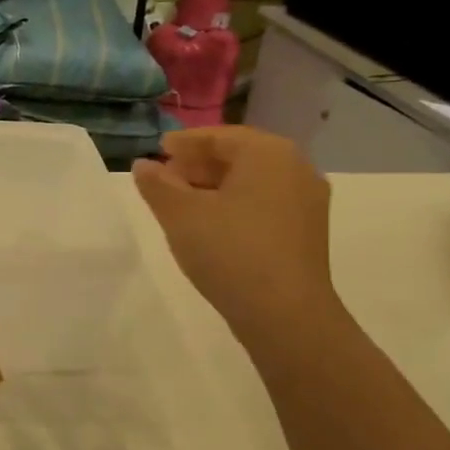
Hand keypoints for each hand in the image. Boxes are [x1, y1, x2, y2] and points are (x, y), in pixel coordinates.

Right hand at [132, 127, 341, 340]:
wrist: (284, 313)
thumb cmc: (229, 251)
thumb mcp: (180, 214)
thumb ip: (157, 184)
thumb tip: (143, 165)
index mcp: (268, 153)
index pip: (219, 136)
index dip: (185, 142)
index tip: (158, 150)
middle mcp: (295, 168)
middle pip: (239, 156)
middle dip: (199, 164)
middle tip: (165, 177)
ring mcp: (306, 201)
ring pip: (252, 181)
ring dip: (214, 185)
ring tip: (181, 203)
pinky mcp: (306, 231)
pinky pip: (264, 202)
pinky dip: (234, 203)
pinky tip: (210, 224)